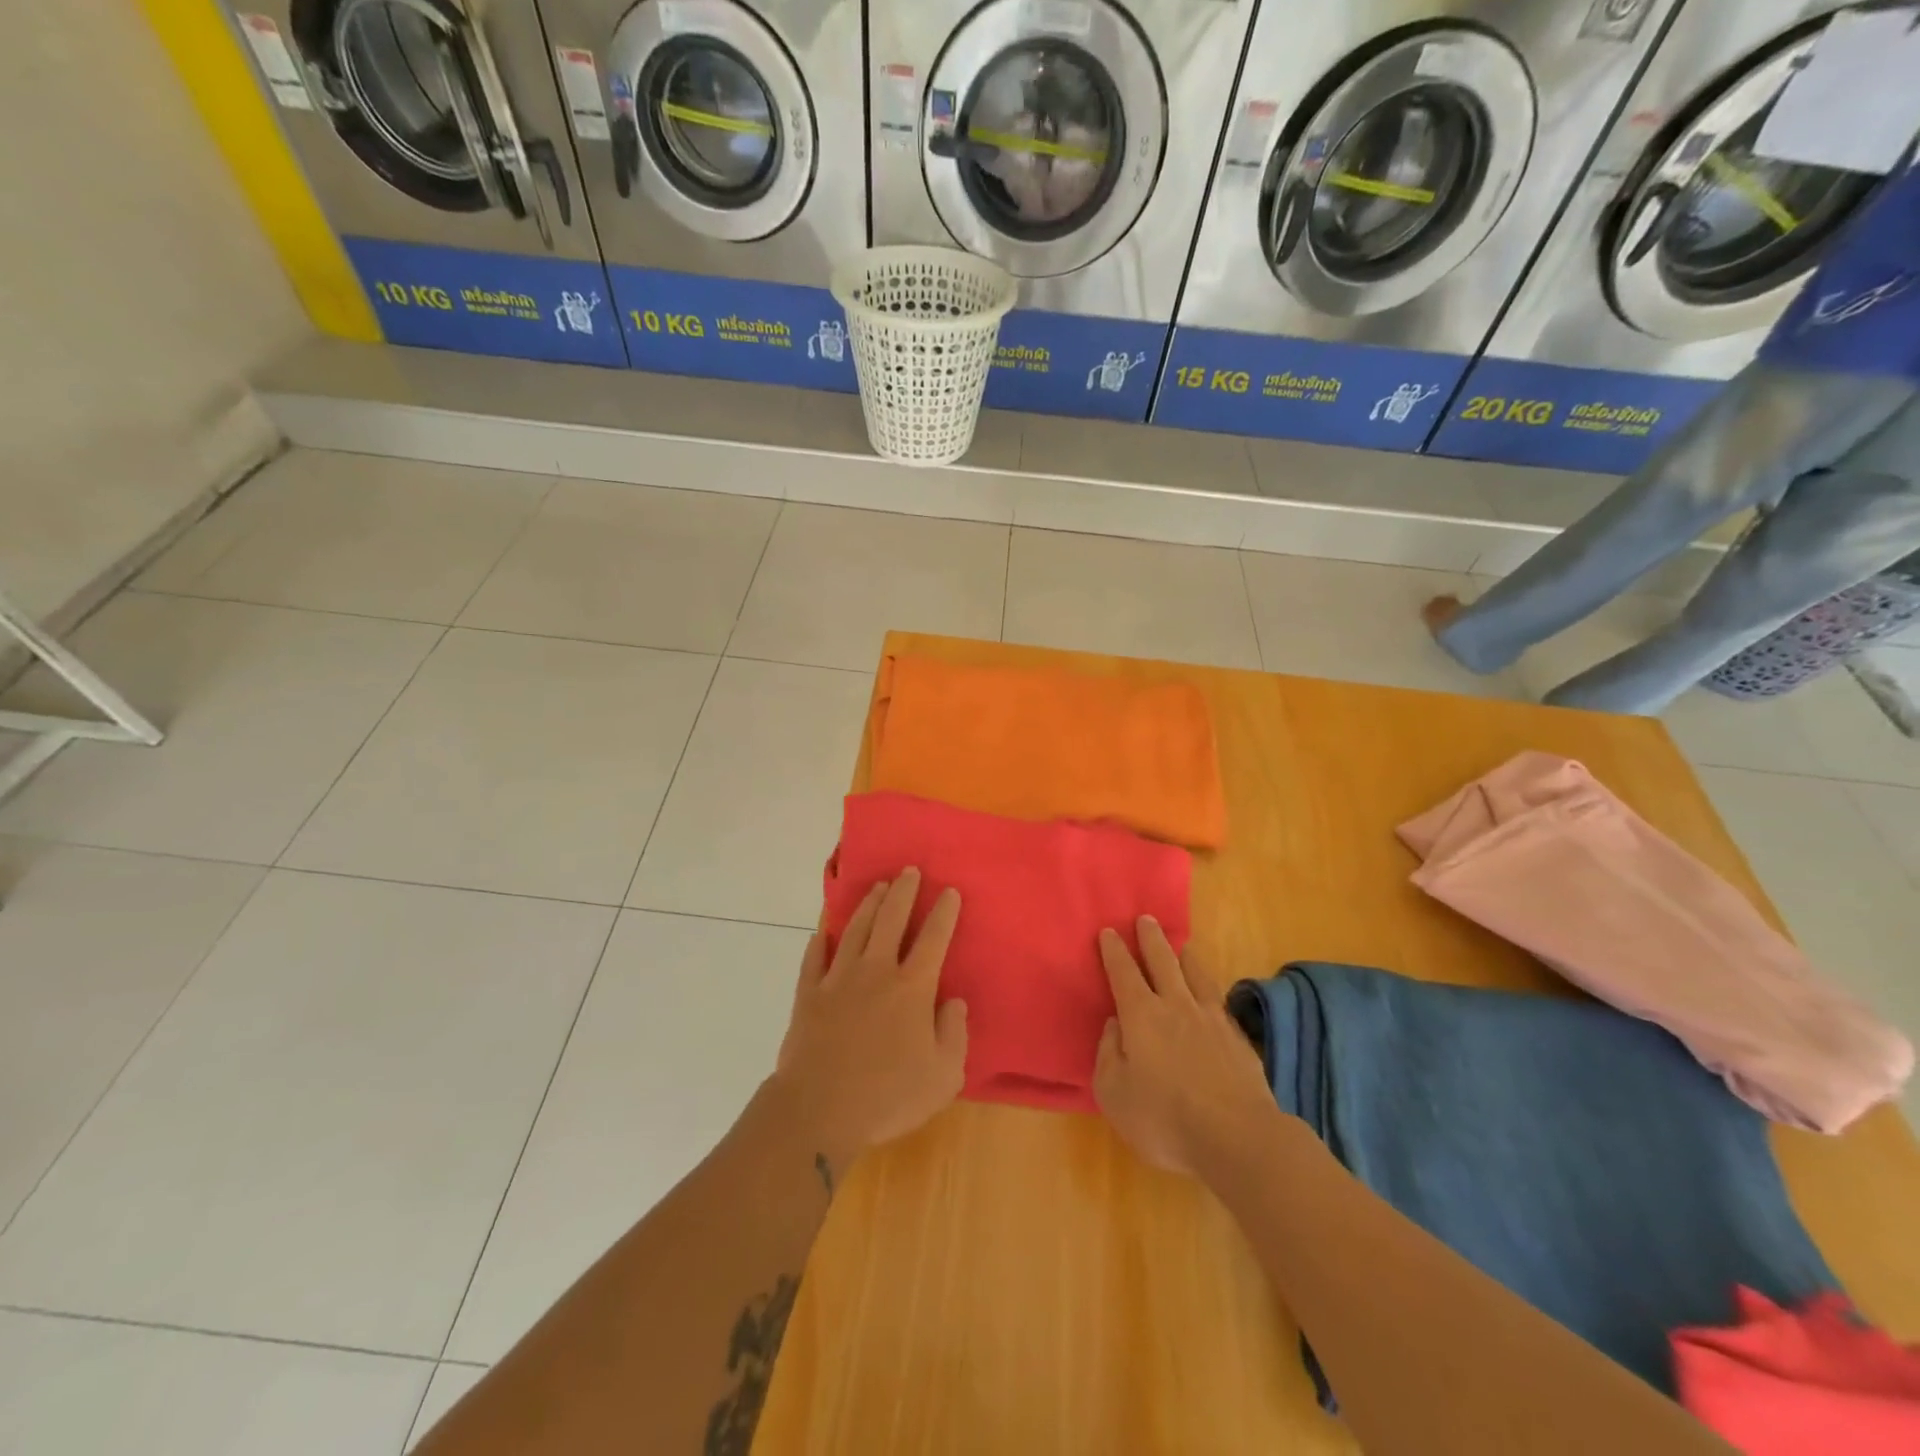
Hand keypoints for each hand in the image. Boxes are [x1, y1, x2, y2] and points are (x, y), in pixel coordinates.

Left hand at [773, 869, 968, 1175]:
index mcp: (912, 987)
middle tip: (909, 870)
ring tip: (878, 888)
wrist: (819, 1110)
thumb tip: (953, 1001)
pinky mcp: (808, 995)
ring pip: (855, 930)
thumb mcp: (943, 1076)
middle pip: (891, 920)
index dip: (944, 912)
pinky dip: (819, 941)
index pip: (933, 938)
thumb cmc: (888, 1096)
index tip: (949, 891)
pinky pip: (813, 959)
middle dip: (903, 892)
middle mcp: (875, 971)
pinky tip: (822, 930)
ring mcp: (838, 979)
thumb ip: (954, 1034)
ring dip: (869, 905)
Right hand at [1093, 917, 1277, 1176]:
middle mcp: (1176, 1006)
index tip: (1108, 932)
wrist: (1238, 1138)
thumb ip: (1109, 1054)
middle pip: (1162, 961)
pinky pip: (1218, 1001)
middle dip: (1151, 938)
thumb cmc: (1165, 1119)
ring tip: (1182, 945)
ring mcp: (1211, 1020)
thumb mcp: (1114, 1093)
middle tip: (1145, 919)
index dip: (1113, 951)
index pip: (1123, 972)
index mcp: (1141, 1015)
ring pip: (1196, 975)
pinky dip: (1210, 989)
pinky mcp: (1238, 1039)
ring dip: (1185, 956)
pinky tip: (1211, 995)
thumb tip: (1115, 1026)